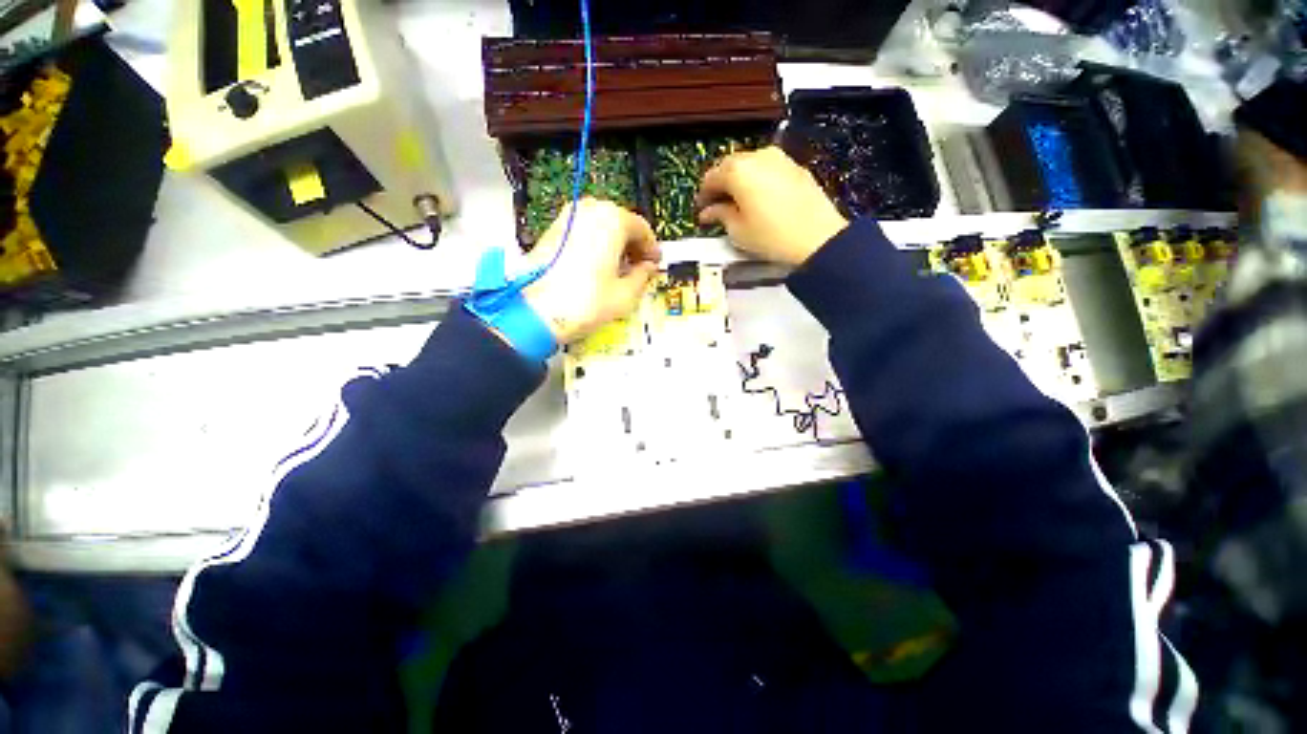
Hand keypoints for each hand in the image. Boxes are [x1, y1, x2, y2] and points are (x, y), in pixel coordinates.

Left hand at [524, 198, 660, 344]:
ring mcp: (568, 217)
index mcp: (612, 220)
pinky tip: (597, 265)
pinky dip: (595, 243)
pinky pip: (583, 230)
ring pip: (601, 224)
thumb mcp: (626, 294)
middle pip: (620, 222)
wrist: (535, 312)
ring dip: (614, 242)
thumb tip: (647, 268)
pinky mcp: (552, 229)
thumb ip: (643, 276)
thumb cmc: (585, 302)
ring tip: (618, 268)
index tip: (654, 263)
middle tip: (638, 266)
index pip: (642, 229)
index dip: (651, 248)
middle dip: (632, 244)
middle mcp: (590, 210)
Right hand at [696, 146, 847, 265]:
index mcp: (738, 171)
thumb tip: (709, 212)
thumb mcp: (738, 231)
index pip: (711, 177)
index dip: (703, 195)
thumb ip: (720, 215)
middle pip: (730, 165)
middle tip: (716, 205)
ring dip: (739, 180)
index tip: (701, 209)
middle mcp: (757, 156)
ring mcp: (779, 158)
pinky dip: (757, 179)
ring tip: (737, 202)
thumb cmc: (771, 236)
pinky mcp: (795, 167)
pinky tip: (758, 197)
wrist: (817, 237)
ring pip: (750, 164)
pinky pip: (768, 168)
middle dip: (720, 184)